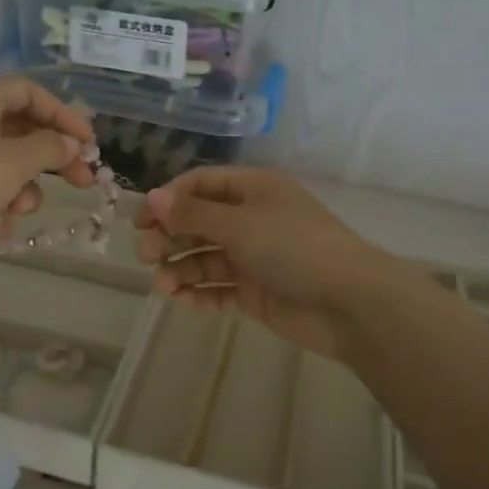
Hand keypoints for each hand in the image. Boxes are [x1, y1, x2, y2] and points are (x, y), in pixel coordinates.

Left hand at [0, 78, 96, 290]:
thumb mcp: (11, 162)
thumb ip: (49, 149)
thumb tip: (70, 143)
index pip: (29, 93)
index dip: (63, 114)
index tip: (89, 144)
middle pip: (21, 131)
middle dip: (52, 158)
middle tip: (84, 181)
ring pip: (6, 167)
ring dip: (23, 189)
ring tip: (22, 209)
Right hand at [133, 168, 409, 359]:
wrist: (349, 303)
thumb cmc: (293, 247)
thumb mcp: (239, 223)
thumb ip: (193, 214)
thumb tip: (152, 198)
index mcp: (253, 190)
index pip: (201, 185)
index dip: (169, 200)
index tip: (140, 222)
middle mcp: (252, 219)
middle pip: (199, 223)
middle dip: (171, 237)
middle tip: (145, 256)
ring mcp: (254, 258)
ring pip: (206, 259)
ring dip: (181, 269)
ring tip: (164, 286)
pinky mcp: (256, 293)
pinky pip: (219, 290)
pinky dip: (199, 294)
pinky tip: (181, 301)